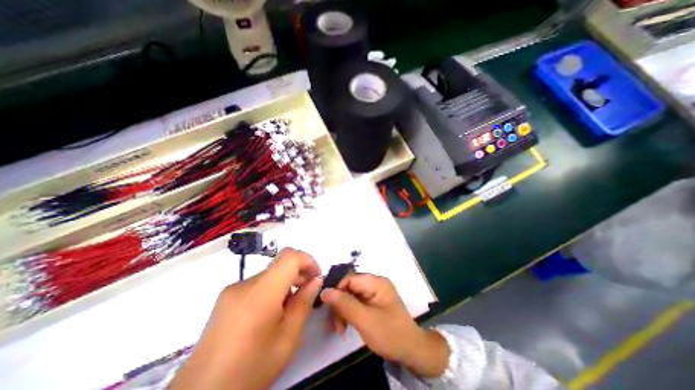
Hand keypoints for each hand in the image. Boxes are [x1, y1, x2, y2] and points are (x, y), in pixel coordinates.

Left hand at [168, 248, 321, 388]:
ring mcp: (232, 289)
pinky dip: (271, 290)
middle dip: (298, 273)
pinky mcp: (226, 297)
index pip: (289, 256)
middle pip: (280, 264)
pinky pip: (257, 284)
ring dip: (285, 282)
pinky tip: (269, 314)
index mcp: (262, 292)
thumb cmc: (251, 368)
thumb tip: (315, 280)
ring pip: (270, 274)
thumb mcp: (288, 338)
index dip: (308, 260)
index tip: (316, 277)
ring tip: (288, 307)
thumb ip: (304, 303)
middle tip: (306, 293)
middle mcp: (245, 284)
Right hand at [321, 275, 450, 377]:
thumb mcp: (365, 320)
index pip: (350, 278)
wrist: (411, 350)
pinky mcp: (373, 302)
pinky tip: (346, 326)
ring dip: (343, 311)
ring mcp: (374, 293)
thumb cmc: (389, 334)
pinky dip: (349, 313)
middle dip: (340, 304)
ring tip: (340, 330)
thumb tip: (324, 291)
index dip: (337, 291)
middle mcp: (375, 283)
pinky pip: (356, 303)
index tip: (329, 309)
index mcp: (376, 282)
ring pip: (351, 296)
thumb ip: (344, 304)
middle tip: (335, 325)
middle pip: (349, 287)